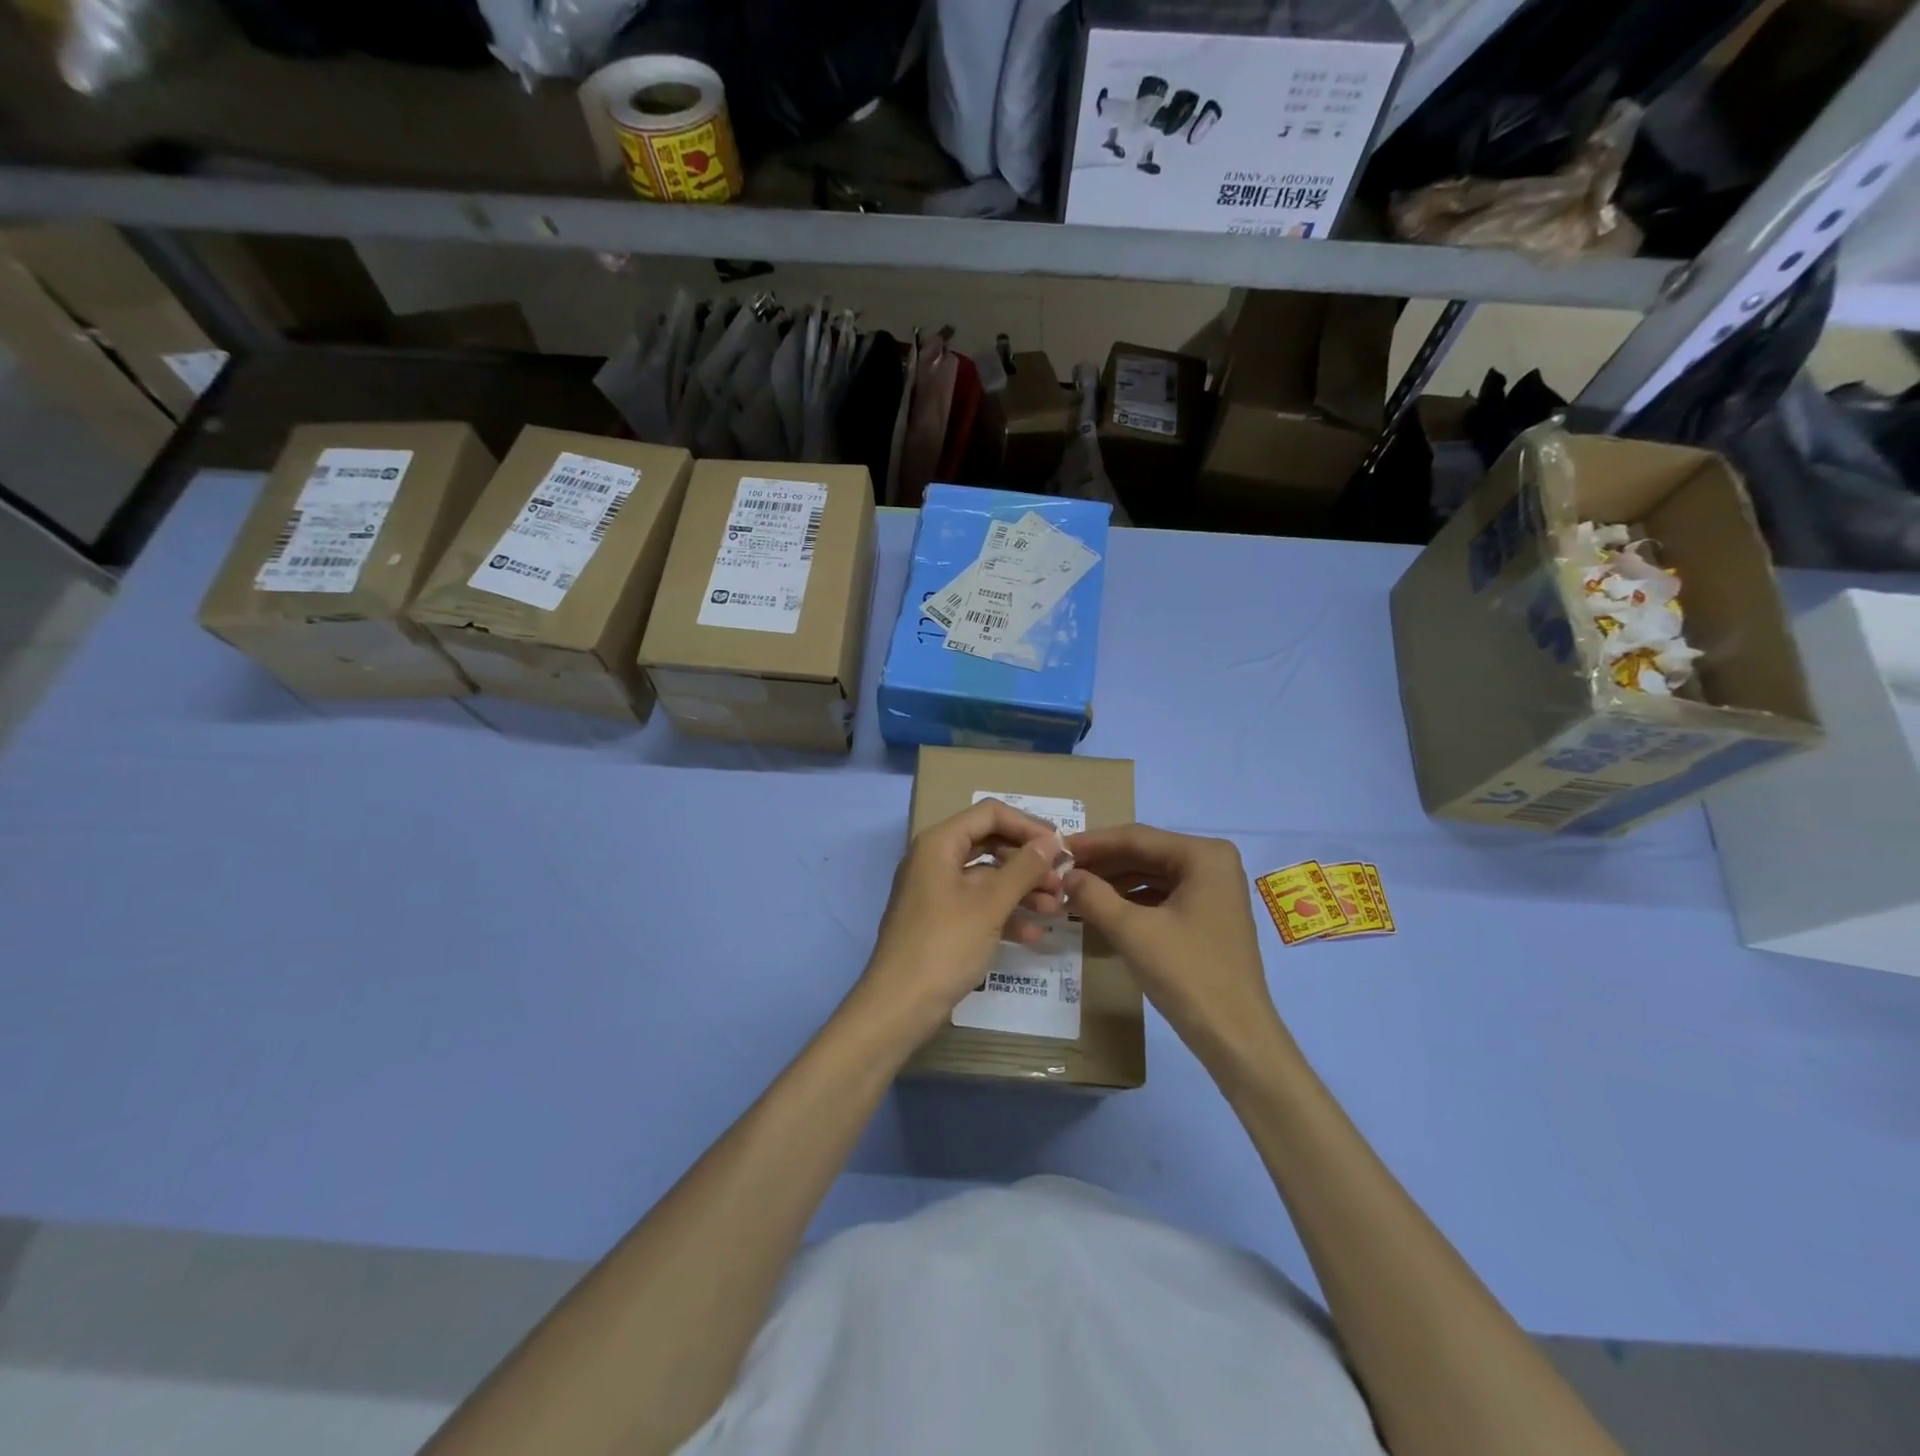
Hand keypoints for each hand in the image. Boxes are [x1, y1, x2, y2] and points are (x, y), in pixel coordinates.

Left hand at [852, 800, 1066, 1045]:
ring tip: (1057, 909)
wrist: (898, 1006)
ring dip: (1023, 890)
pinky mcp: (940, 921)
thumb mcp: (989, 905)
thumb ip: (1023, 868)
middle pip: (990, 844)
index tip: (1061, 848)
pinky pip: (978, 906)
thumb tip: (1052, 841)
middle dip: (1029, 861)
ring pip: (987, 878)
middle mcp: (935, 859)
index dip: (1028, 826)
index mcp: (939, 843)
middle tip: (1063, 881)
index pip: (990, 814)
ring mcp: (936, 892)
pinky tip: (1035, 935)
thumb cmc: (944, 946)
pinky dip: (1005, 915)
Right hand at [1063, 824, 1283, 1061]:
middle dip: (1102, 863)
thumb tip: (1065, 874)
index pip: (1136, 838)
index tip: (1055, 848)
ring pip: (1152, 874)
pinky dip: (1132, 899)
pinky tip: (1104, 908)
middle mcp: (1213, 862)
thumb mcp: (1132, 931)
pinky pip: (1163, 894)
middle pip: (1145, 853)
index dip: (1092, 843)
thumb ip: (1094, 895)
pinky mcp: (1209, 914)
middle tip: (1060, 870)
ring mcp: (1214, 889)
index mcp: (1203, 855)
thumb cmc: (1187, 974)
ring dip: (1114, 881)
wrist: (1235, 1036)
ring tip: (1075, 889)